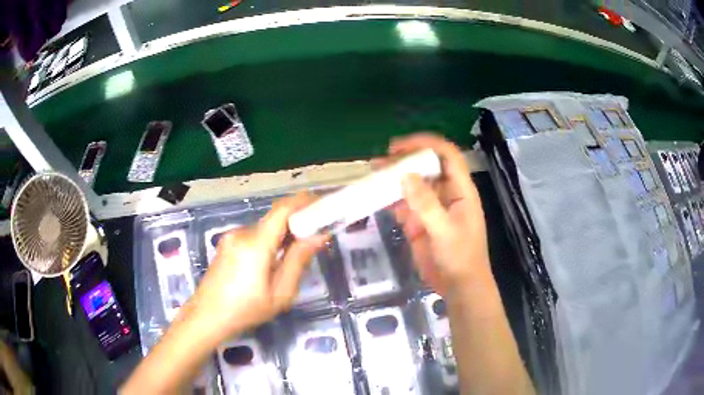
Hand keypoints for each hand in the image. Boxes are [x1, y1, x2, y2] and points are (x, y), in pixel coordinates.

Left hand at [186, 193, 328, 339]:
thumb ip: (299, 261)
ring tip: (297, 252)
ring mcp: (232, 237)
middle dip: (298, 221)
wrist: (206, 316)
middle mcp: (242, 233)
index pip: (283, 210)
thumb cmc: (245, 310)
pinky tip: (274, 261)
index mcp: (256, 244)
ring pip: (265, 227)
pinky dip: (270, 240)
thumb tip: (319, 236)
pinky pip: (255, 235)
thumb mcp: (280, 293)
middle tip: (317, 234)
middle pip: (275, 218)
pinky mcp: (227, 243)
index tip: (323, 204)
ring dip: (283, 233)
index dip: (304, 202)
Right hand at [387, 133, 489, 295]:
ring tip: (372, 174)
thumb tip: (406, 175)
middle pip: (426, 166)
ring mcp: (431, 208)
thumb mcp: (445, 230)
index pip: (447, 155)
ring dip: (395, 178)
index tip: (399, 147)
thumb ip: (426, 204)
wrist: (458, 287)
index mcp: (460, 190)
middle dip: (405, 160)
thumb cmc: (460, 258)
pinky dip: (391, 198)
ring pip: (413, 184)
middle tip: (380, 162)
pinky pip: (404, 204)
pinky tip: (376, 196)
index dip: (425, 145)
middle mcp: (446, 193)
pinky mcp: (419, 222)